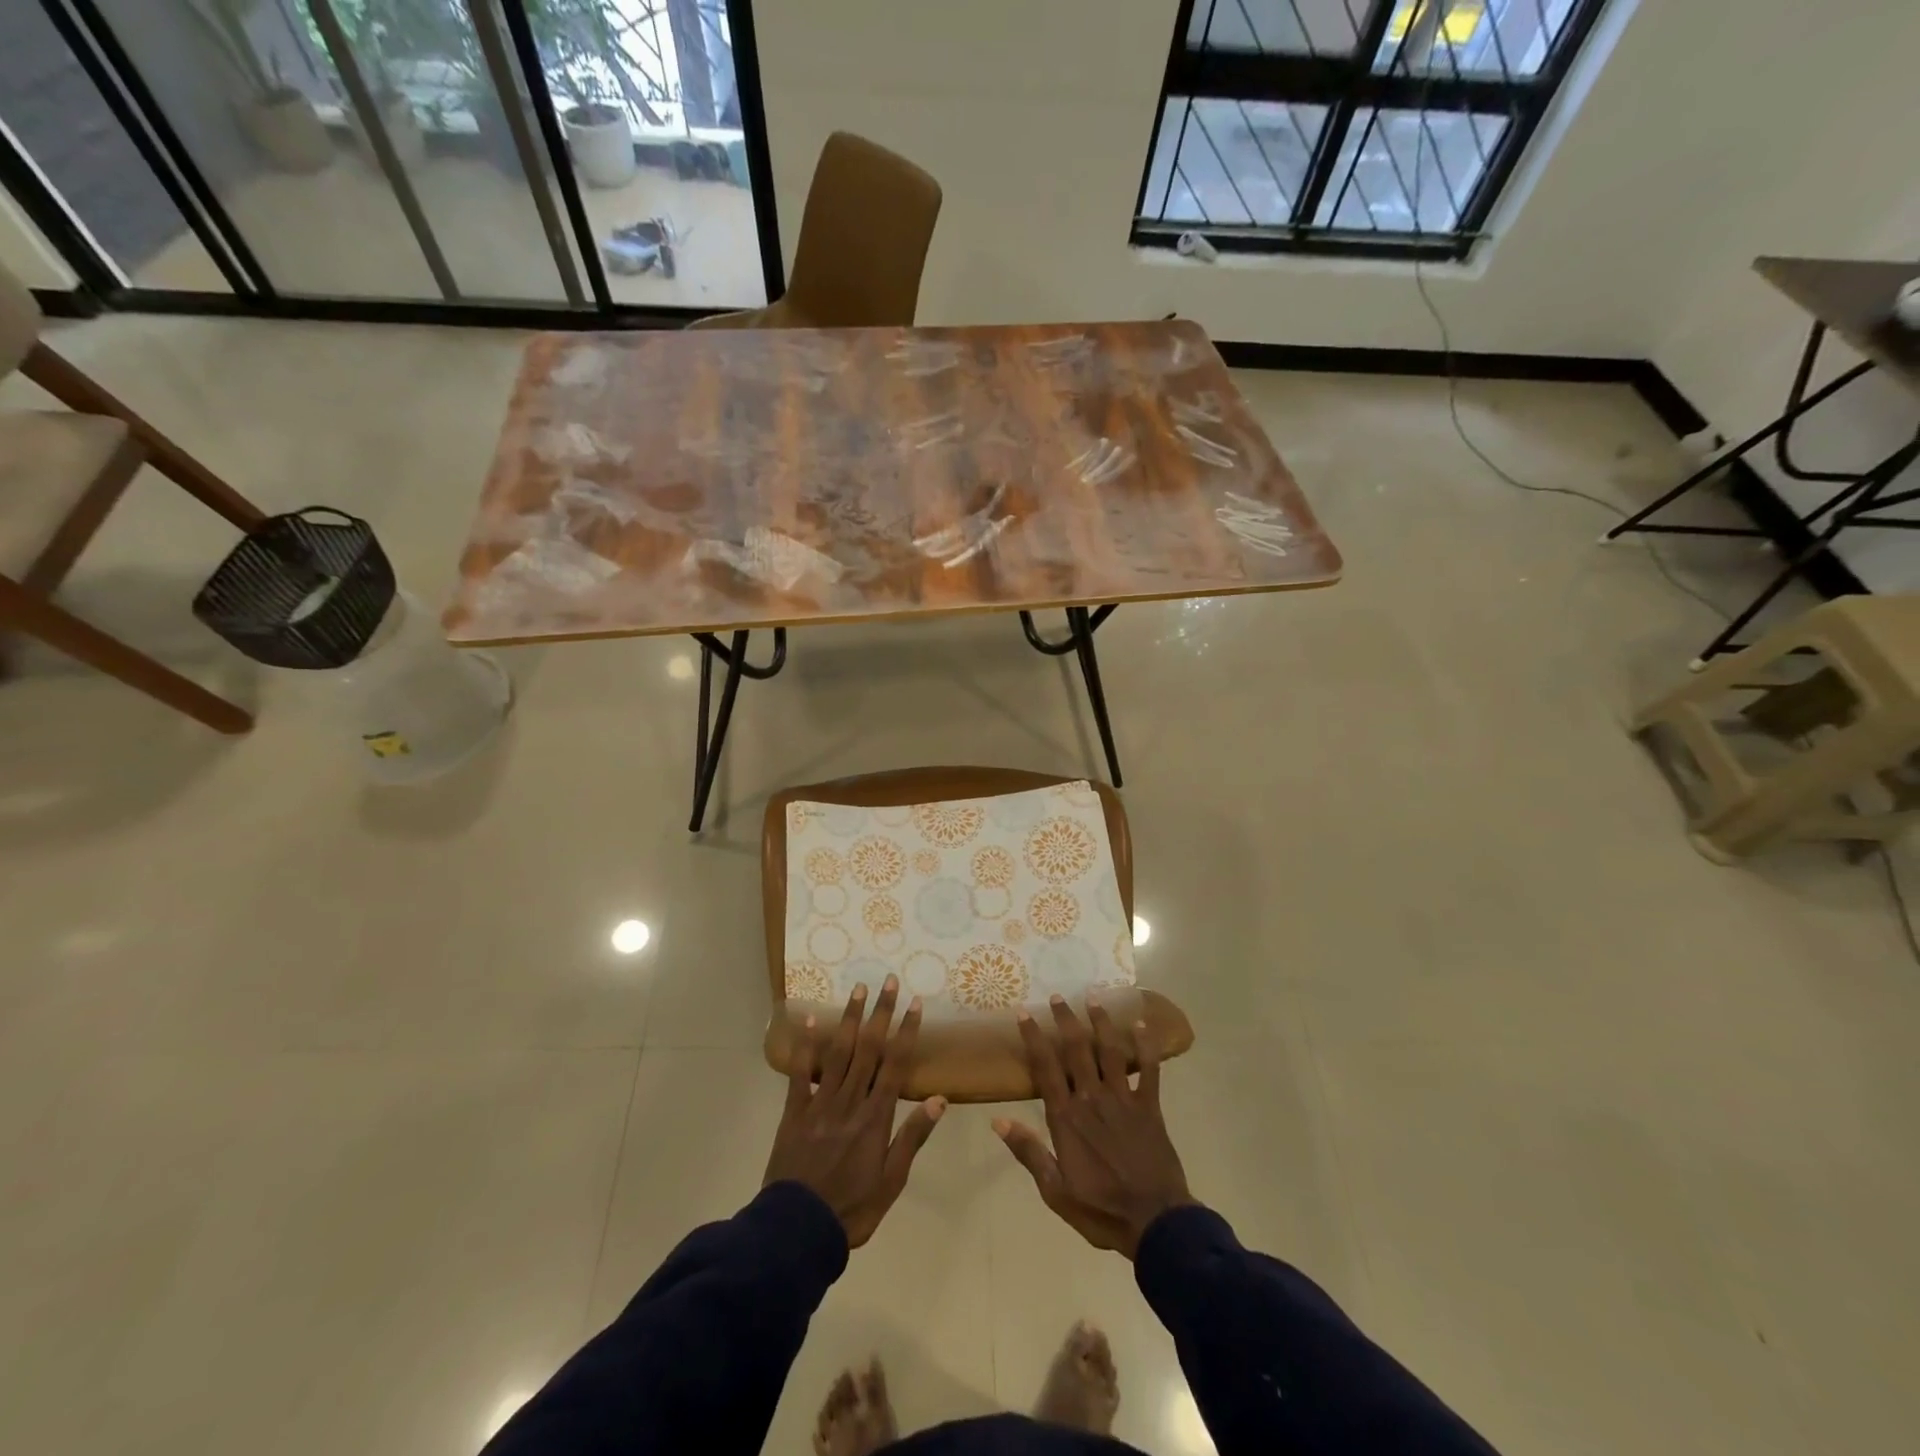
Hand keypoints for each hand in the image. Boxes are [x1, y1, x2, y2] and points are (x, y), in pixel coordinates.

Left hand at [763, 976, 946, 1247]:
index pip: (896, 1064)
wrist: (797, 1230)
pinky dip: (806, 1045)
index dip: (906, 1031)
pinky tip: (811, 1019)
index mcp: (876, 1117)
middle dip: (881, 1013)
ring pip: (839, 1052)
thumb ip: (912, 1137)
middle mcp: (851, 1101)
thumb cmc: (852, 1209)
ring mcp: (821, 1103)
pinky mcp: (795, 1111)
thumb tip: (939, 1099)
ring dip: (851, 1018)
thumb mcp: (892, 1181)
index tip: (915, 1003)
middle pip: (869, 1049)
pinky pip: (801, 1073)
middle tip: (889, 981)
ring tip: (859, 989)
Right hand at [995, 995, 1193, 1258]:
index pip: (1045, 1068)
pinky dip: (1146, 1046)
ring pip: (1110, 1051)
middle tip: (1057, 996)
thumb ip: (1028, 1152)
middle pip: (1076, 1050)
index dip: (1034, 1038)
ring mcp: (1123, 1099)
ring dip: (1101, 1022)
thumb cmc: (1101, 1210)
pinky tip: (1142, 1024)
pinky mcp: (1149, 1107)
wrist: (1155, 1223)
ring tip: (1093, 997)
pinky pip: (1149, 1069)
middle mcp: (1092, 1098)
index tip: (1024, 1013)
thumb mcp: (1055, 1190)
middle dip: (1065, 1020)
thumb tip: (998, 1121)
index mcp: (1067, 1117)